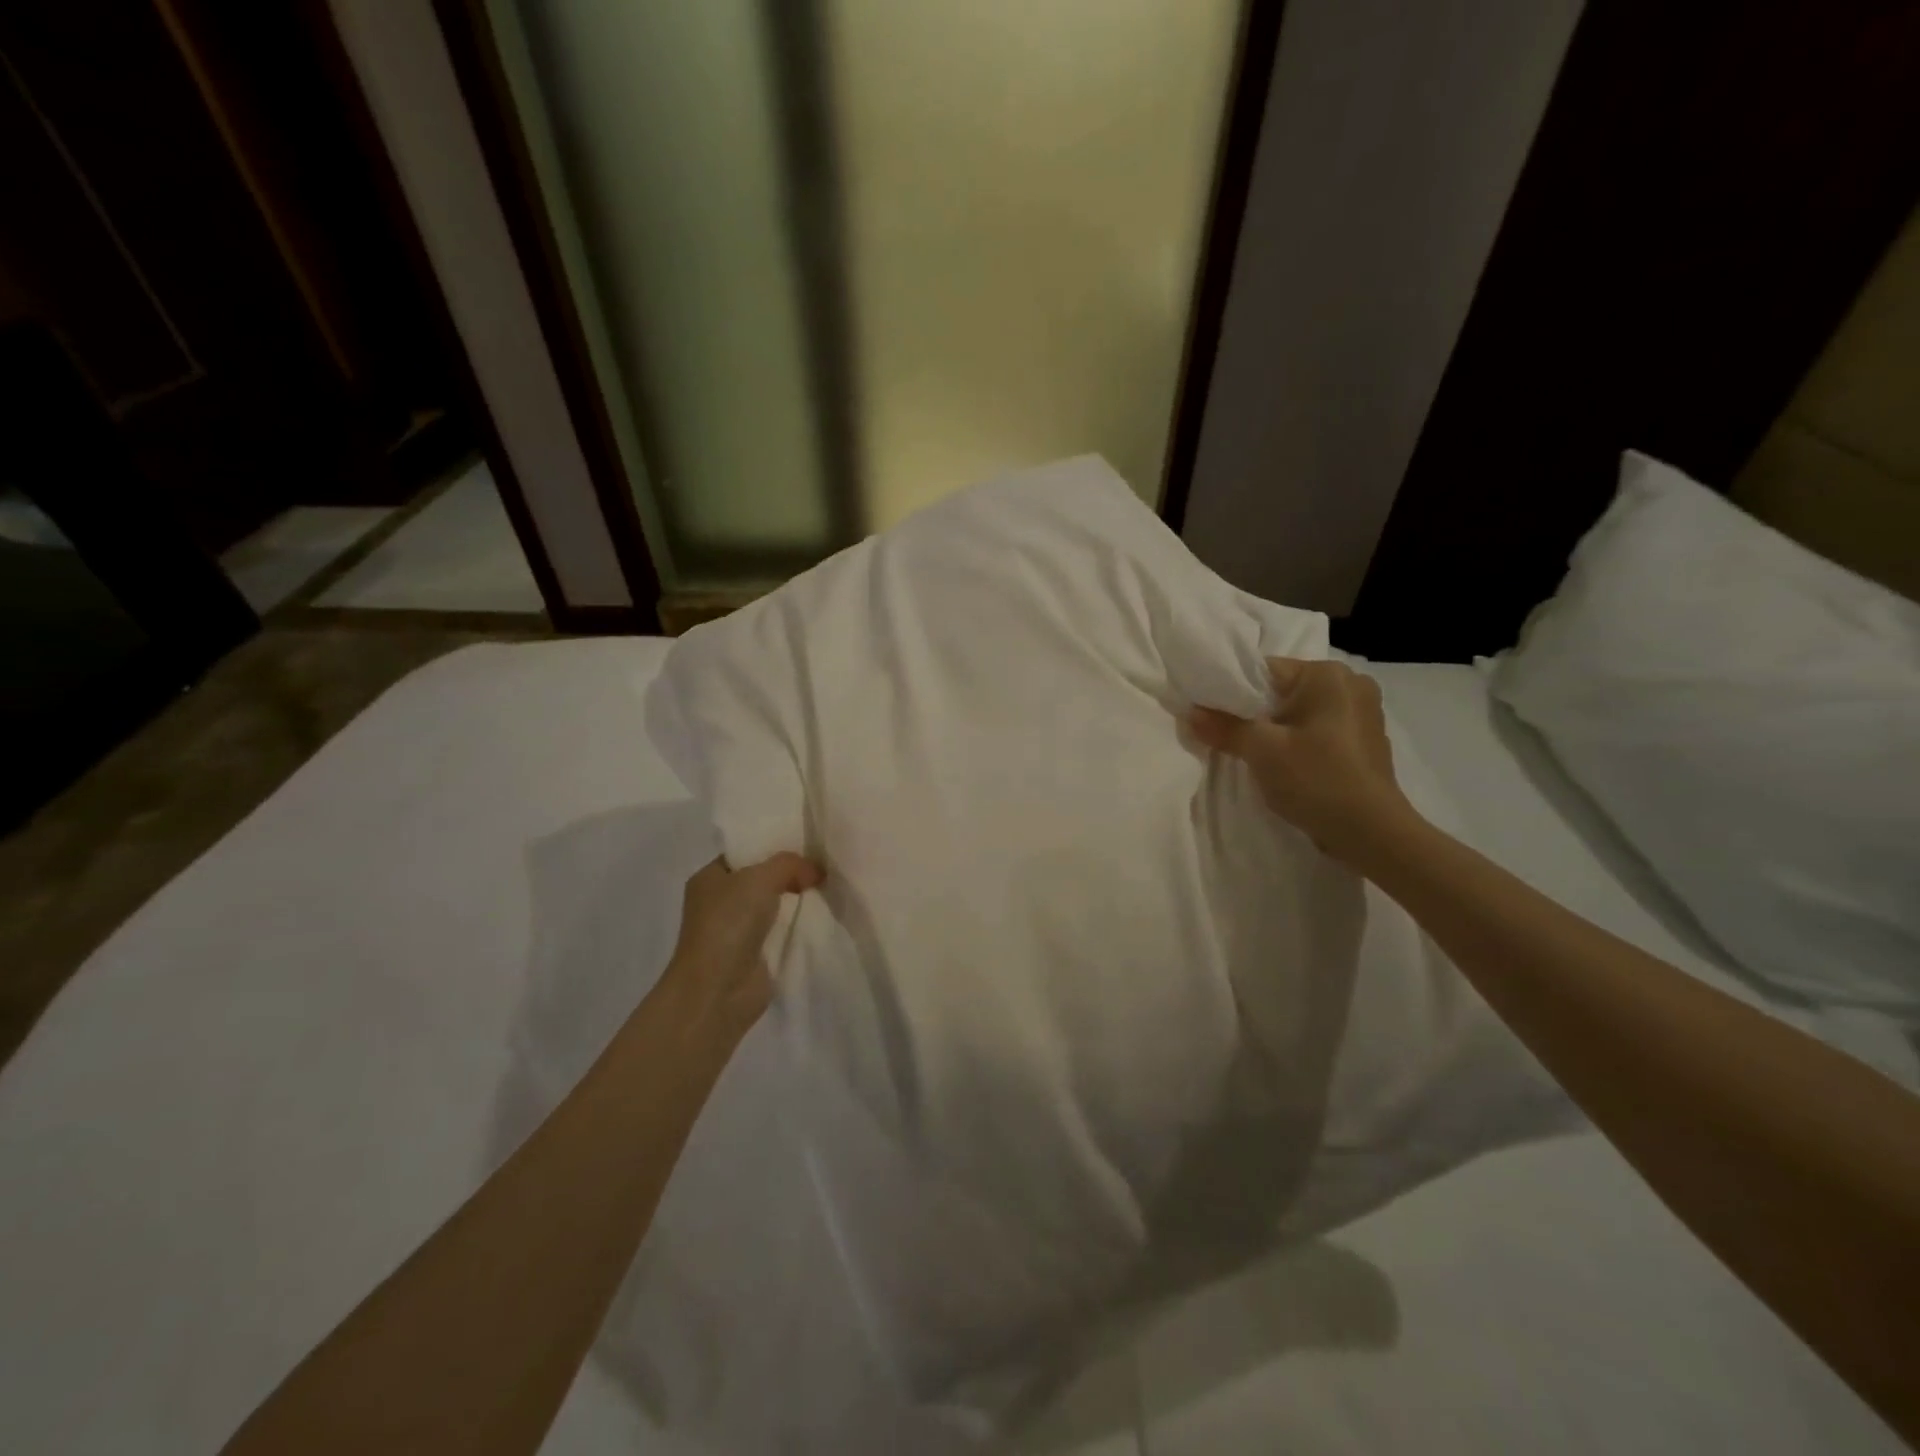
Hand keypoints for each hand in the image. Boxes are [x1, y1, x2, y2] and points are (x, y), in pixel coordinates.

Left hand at [657, 852, 823, 1038]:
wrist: (718, 990)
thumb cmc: (729, 924)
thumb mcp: (760, 878)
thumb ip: (789, 864)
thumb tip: (815, 871)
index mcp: (710, 877)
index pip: (745, 852)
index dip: (774, 845)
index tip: (808, 842)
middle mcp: (720, 901)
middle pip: (763, 878)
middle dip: (792, 873)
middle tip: (826, 864)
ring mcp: (738, 930)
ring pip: (776, 905)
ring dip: (799, 900)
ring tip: (832, 886)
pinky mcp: (756, 954)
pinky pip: (784, 930)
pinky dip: (800, 926)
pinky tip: (825, 915)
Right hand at [1191, 657, 1415, 868]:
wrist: (1372, 833)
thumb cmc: (1316, 779)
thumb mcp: (1261, 750)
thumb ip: (1223, 727)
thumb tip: (1190, 713)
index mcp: (1327, 675)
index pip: (1264, 671)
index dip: (1230, 692)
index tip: (1208, 715)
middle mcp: (1350, 684)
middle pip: (1280, 692)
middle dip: (1252, 713)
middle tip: (1224, 737)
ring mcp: (1362, 713)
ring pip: (1298, 713)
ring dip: (1273, 730)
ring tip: (1251, 754)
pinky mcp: (1363, 741)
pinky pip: (1316, 731)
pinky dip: (1296, 743)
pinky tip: (1283, 766)